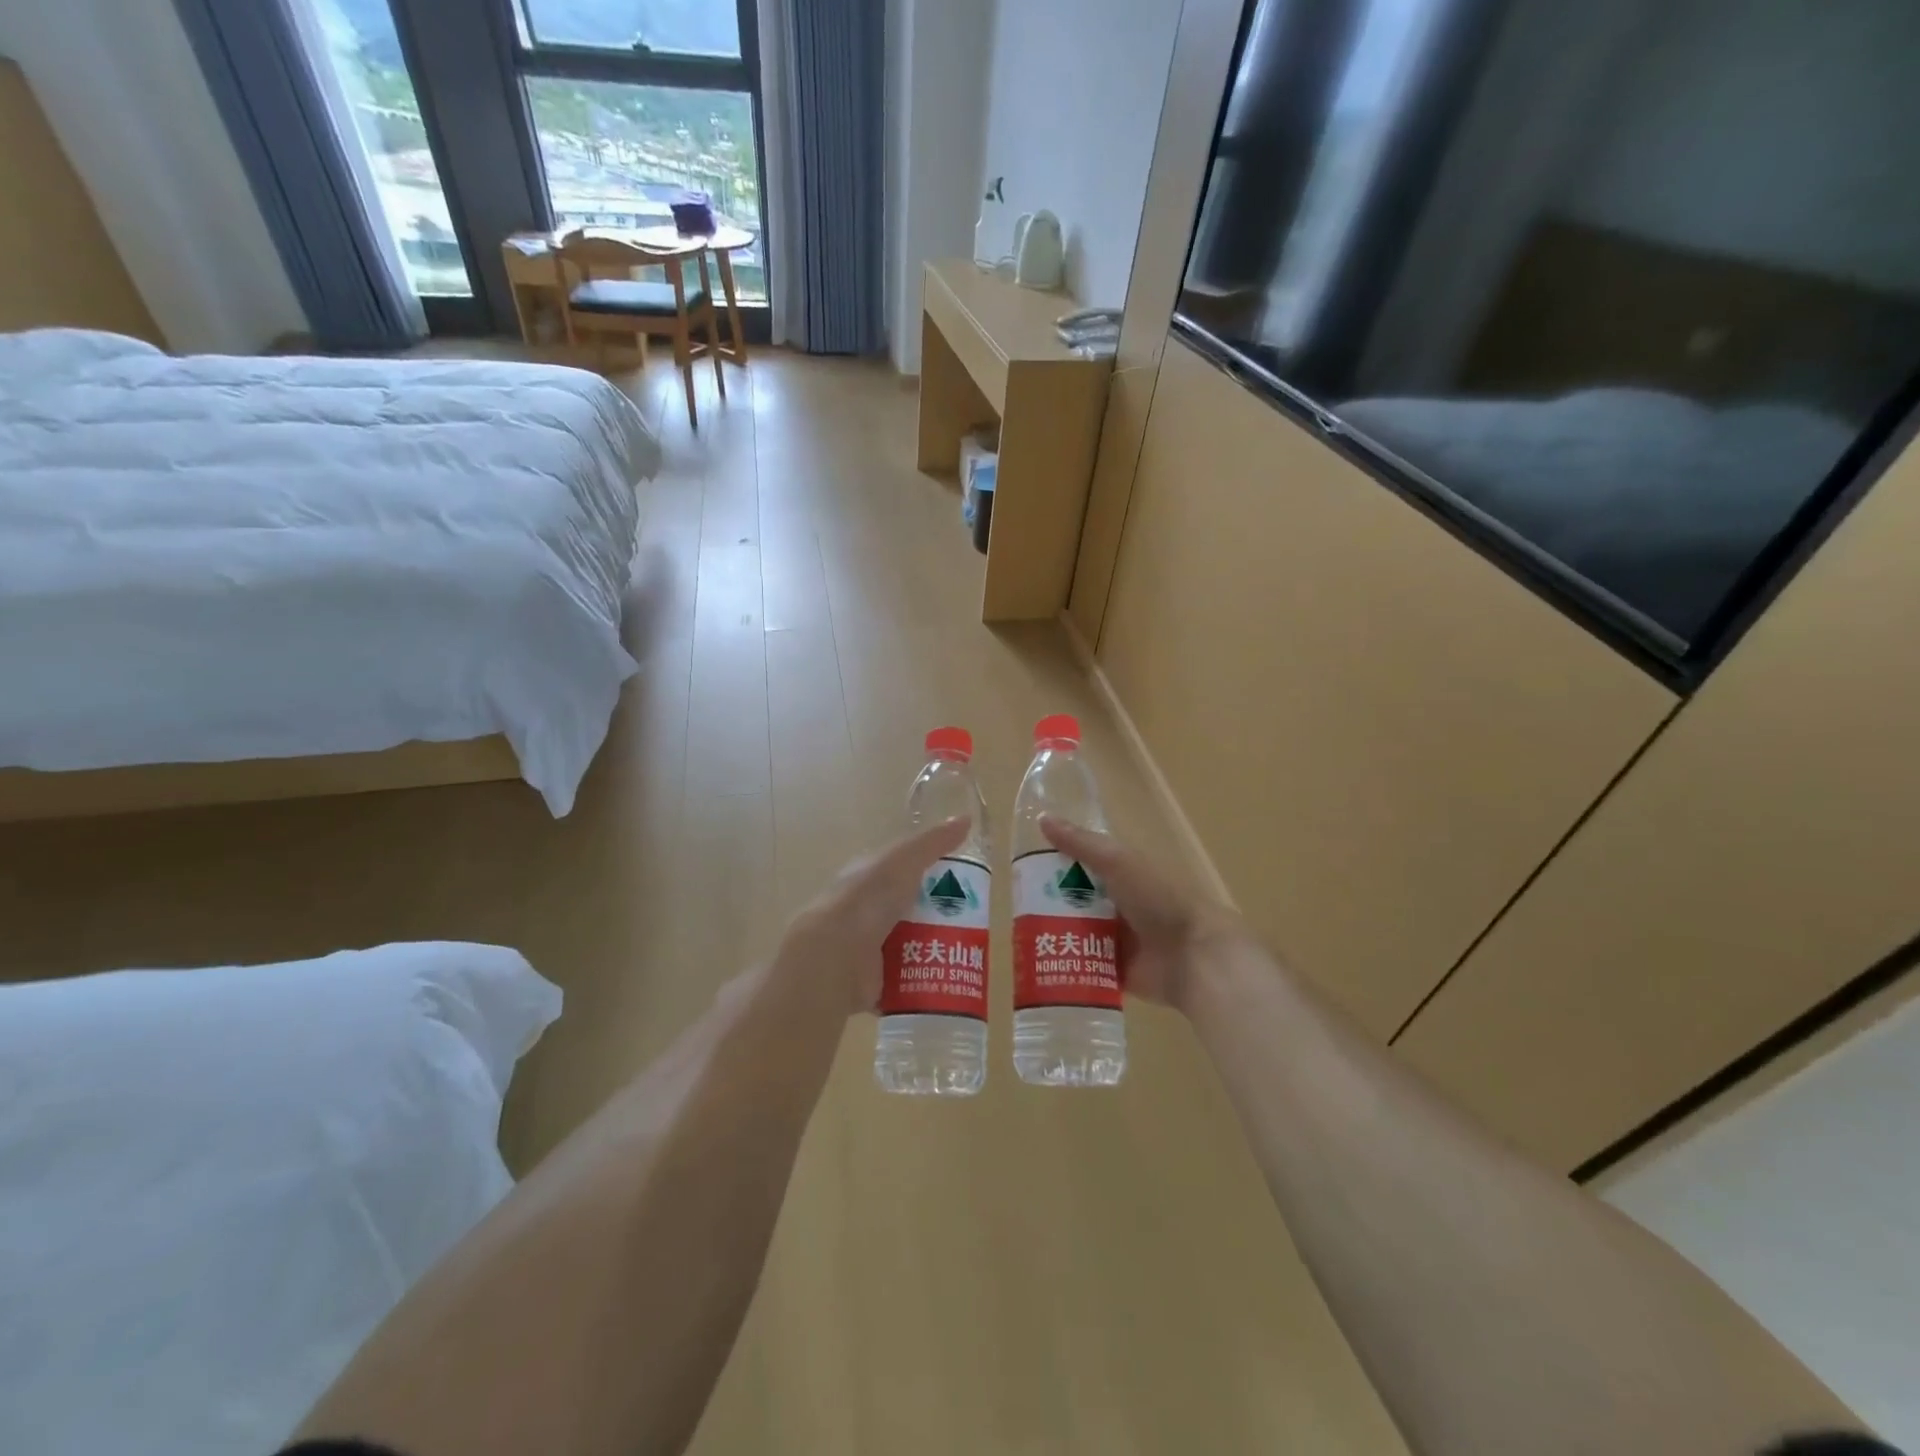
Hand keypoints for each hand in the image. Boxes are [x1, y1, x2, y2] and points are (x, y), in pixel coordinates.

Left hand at [776, 817, 970, 1014]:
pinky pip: (906, 980)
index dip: (932, 872)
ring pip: (912, 944)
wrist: (836, 955)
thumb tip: (966, 819)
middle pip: (912, 909)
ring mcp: (869, 947)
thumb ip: (934, 842)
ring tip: (969, 954)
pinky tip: (950, 982)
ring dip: (937, 949)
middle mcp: (867, 910)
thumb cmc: (869, 899)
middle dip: (941, 916)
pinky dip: (924, 982)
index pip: (904, 870)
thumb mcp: (904, 860)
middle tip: (976, 924)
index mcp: (869, 877)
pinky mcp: (874, 980)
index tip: (965, 883)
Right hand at [1039, 816, 1245, 1012]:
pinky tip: (1037, 967)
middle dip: (1048, 904)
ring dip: (1054, 935)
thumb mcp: (1118, 862)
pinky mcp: (1117, 972)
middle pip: (1075, 901)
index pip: (1082, 866)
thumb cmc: (1159, 898)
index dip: (1054, 865)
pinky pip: (1085, 968)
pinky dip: (1066, 966)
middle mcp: (1119, 905)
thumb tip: (1042, 818)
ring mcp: (1118, 940)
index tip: (1021, 870)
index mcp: (1124, 874)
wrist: (1195, 956)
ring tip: (1020, 938)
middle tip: (1014, 909)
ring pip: (1077, 934)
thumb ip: (1081, 844)